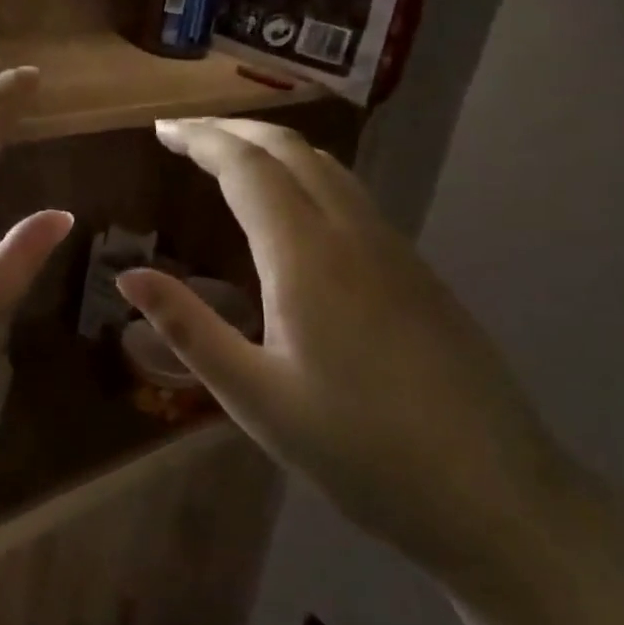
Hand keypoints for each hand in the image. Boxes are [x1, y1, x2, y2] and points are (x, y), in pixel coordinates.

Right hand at [117, 118, 568, 584]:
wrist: (495, 494)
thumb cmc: (359, 450)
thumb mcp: (254, 397)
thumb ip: (189, 328)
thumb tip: (128, 276)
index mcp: (306, 257)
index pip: (247, 168)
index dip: (201, 140)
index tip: (162, 130)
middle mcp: (352, 234)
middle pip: (290, 150)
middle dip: (233, 130)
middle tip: (184, 135)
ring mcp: (393, 249)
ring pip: (327, 167)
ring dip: (272, 147)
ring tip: (229, 157)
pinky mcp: (416, 271)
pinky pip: (351, 195)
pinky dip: (306, 174)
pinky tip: (293, 208)